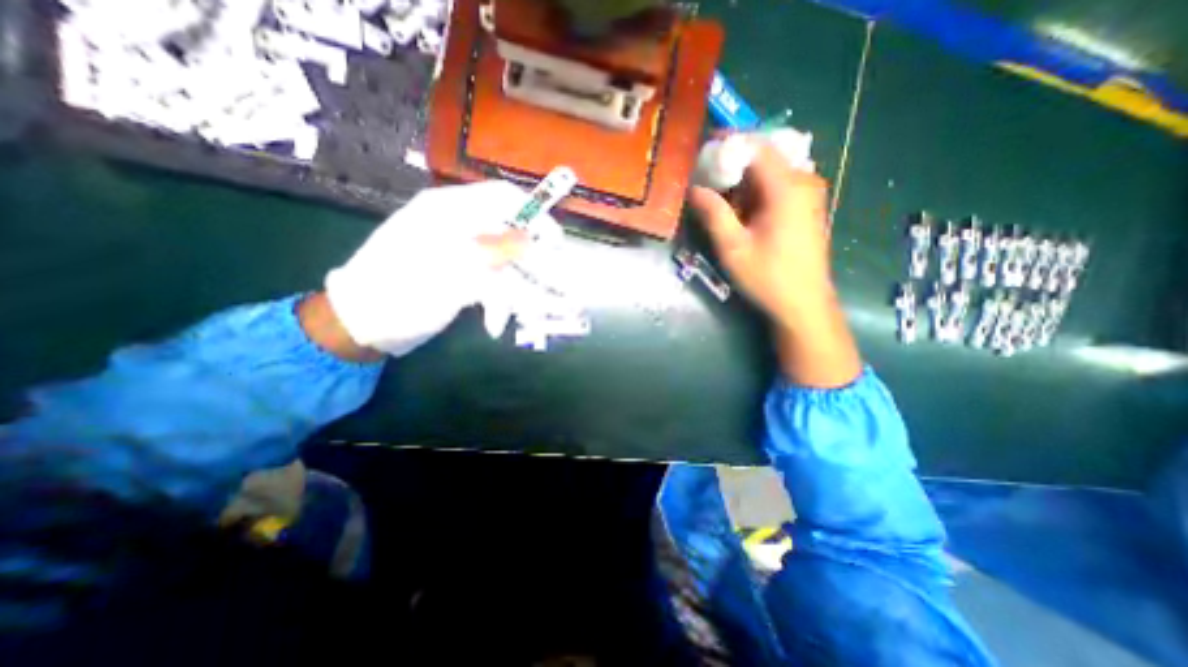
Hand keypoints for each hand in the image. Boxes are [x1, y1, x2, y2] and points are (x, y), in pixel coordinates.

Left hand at [320, 180, 533, 359]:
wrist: (361, 325)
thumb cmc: (399, 294)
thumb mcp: (449, 273)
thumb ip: (492, 254)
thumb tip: (531, 241)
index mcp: (449, 211)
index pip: (504, 197)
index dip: (535, 216)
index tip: (555, 244)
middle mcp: (458, 225)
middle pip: (509, 233)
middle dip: (531, 262)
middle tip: (549, 286)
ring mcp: (460, 252)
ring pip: (505, 263)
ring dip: (515, 290)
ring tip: (520, 316)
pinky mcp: (461, 274)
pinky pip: (493, 282)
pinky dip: (498, 302)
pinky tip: (494, 323)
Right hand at [688, 144, 863, 388]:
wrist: (803, 304)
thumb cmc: (768, 277)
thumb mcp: (733, 247)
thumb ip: (714, 213)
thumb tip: (694, 188)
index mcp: (787, 188)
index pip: (758, 146)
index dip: (730, 141)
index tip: (704, 146)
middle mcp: (803, 182)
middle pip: (765, 156)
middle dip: (734, 162)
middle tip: (706, 177)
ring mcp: (809, 194)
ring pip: (770, 172)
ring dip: (743, 180)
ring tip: (719, 197)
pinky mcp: (807, 208)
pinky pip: (778, 186)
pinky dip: (756, 191)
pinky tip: (741, 211)